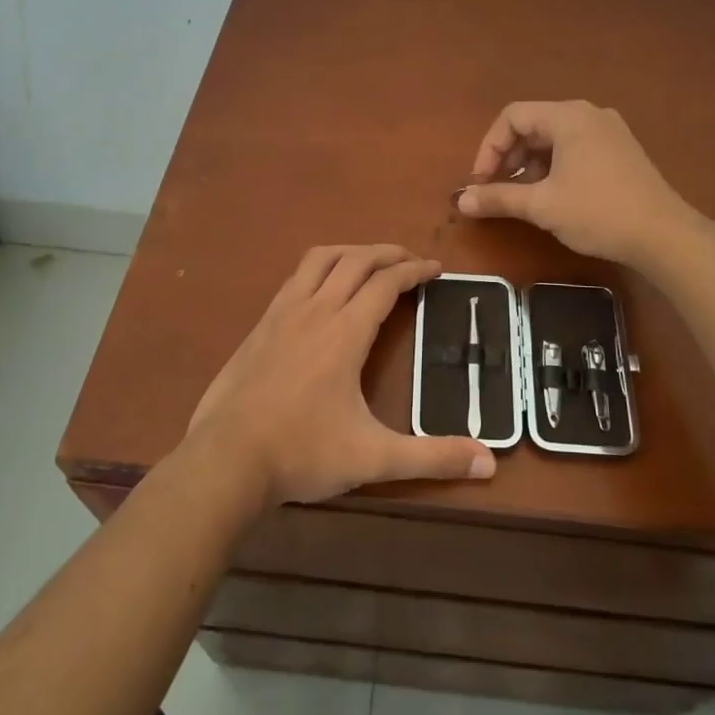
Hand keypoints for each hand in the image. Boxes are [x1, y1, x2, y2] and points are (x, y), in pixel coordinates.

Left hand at [185, 244, 495, 506]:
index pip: (386, 283)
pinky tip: (321, 291)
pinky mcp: (260, 326)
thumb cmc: (302, 452)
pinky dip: (319, 270)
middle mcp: (315, 310)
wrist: (226, 459)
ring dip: (350, 252)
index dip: (414, 271)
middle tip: (410, 261)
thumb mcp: (373, 458)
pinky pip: (295, 278)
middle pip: (355, 261)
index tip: (436, 268)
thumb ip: (432, 457)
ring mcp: (282, 314)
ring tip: (370, 262)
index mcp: (345, 332)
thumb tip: (488, 462)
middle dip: (387, 253)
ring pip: (320, 260)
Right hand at [457, 101, 698, 267]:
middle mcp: (589, 114)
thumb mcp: (542, 206)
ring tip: (525, 196)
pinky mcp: (622, 150)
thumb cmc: (598, 213)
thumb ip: (498, 198)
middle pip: (534, 124)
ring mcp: (610, 131)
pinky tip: (554, 195)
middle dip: (509, 156)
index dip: (489, 148)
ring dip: (531, 163)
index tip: (482, 182)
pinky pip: (576, 147)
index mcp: (568, 117)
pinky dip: (555, 166)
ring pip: (555, 138)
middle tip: (498, 188)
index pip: (512, 117)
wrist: (664, 235)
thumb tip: (461, 200)